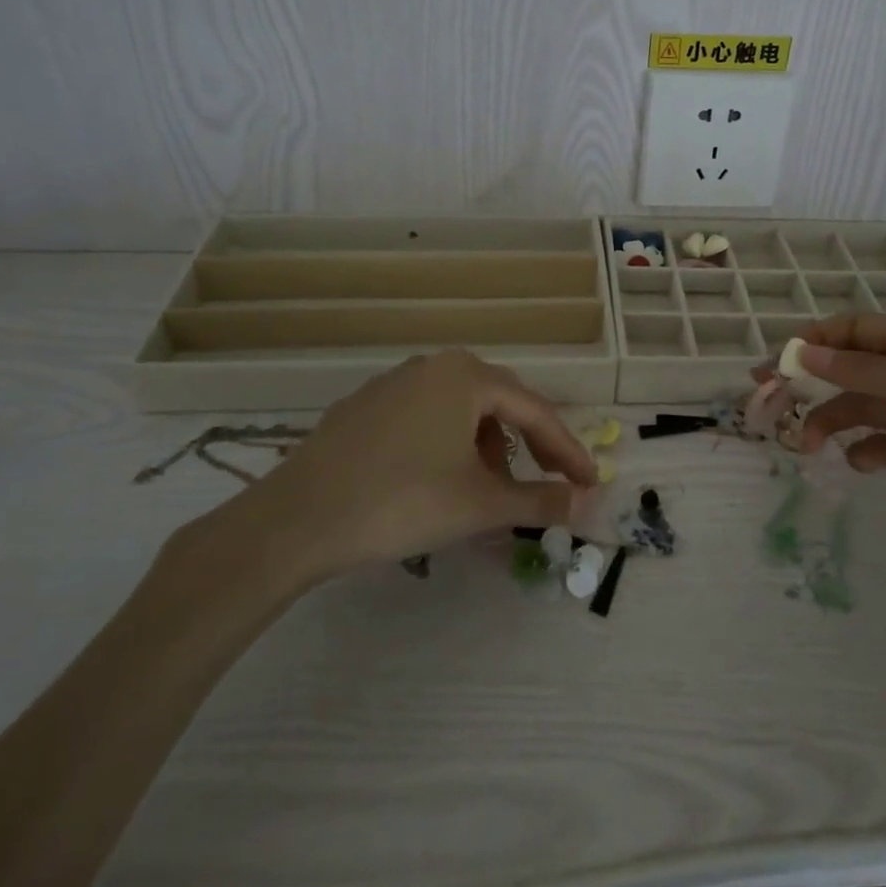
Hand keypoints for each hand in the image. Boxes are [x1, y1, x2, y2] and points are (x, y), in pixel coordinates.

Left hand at [156, 351, 598, 615]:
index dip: (567, 450)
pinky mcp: (364, 408)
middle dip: (527, 445)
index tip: (590, 482)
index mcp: (466, 375)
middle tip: (547, 480)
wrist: (295, 520)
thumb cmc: (402, 501)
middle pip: (498, 404)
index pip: (534, 410)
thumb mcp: (481, 504)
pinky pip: (425, 419)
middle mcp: (432, 366)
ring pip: (460, 412)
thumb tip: (587, 500)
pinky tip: (440, 482)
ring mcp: (393, 384)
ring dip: (486, 448)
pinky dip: (448, 447)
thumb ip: (541, 498)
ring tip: (488, 490)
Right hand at [793, 316, 885, 571]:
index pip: (856, 333)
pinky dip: (868, 453)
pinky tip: (857, 465)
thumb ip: (866, 373)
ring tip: (808, 447)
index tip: (776, 366)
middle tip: (768, 404)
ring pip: (865, 412)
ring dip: (833, 424)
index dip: (814, 343)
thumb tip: (803, 352)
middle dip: (812, 385)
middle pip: (853, 373)